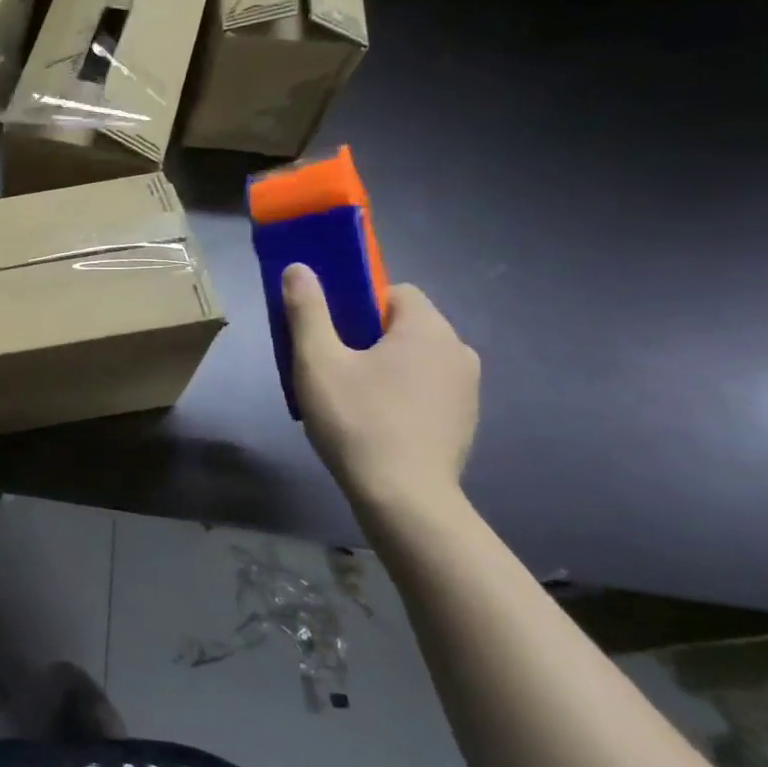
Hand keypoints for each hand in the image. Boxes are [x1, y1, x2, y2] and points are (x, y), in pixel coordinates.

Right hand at [283, 265, 479, 508]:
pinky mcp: (465, 422)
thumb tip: (299, 267)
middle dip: (369, 337)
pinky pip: (427, 390)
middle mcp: (458, 350)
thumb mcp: (318, 361)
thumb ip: (308, 310)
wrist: (404, 499)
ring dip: (386, 367)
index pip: (395, 292)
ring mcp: (468, 389)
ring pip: (416, 359)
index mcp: (427, 328)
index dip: (358, 304)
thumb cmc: (357, 421)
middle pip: (405, 325)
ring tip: (351, 399)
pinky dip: (403, 395)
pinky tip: (376, 423)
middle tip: (332, 367)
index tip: (332, 333)